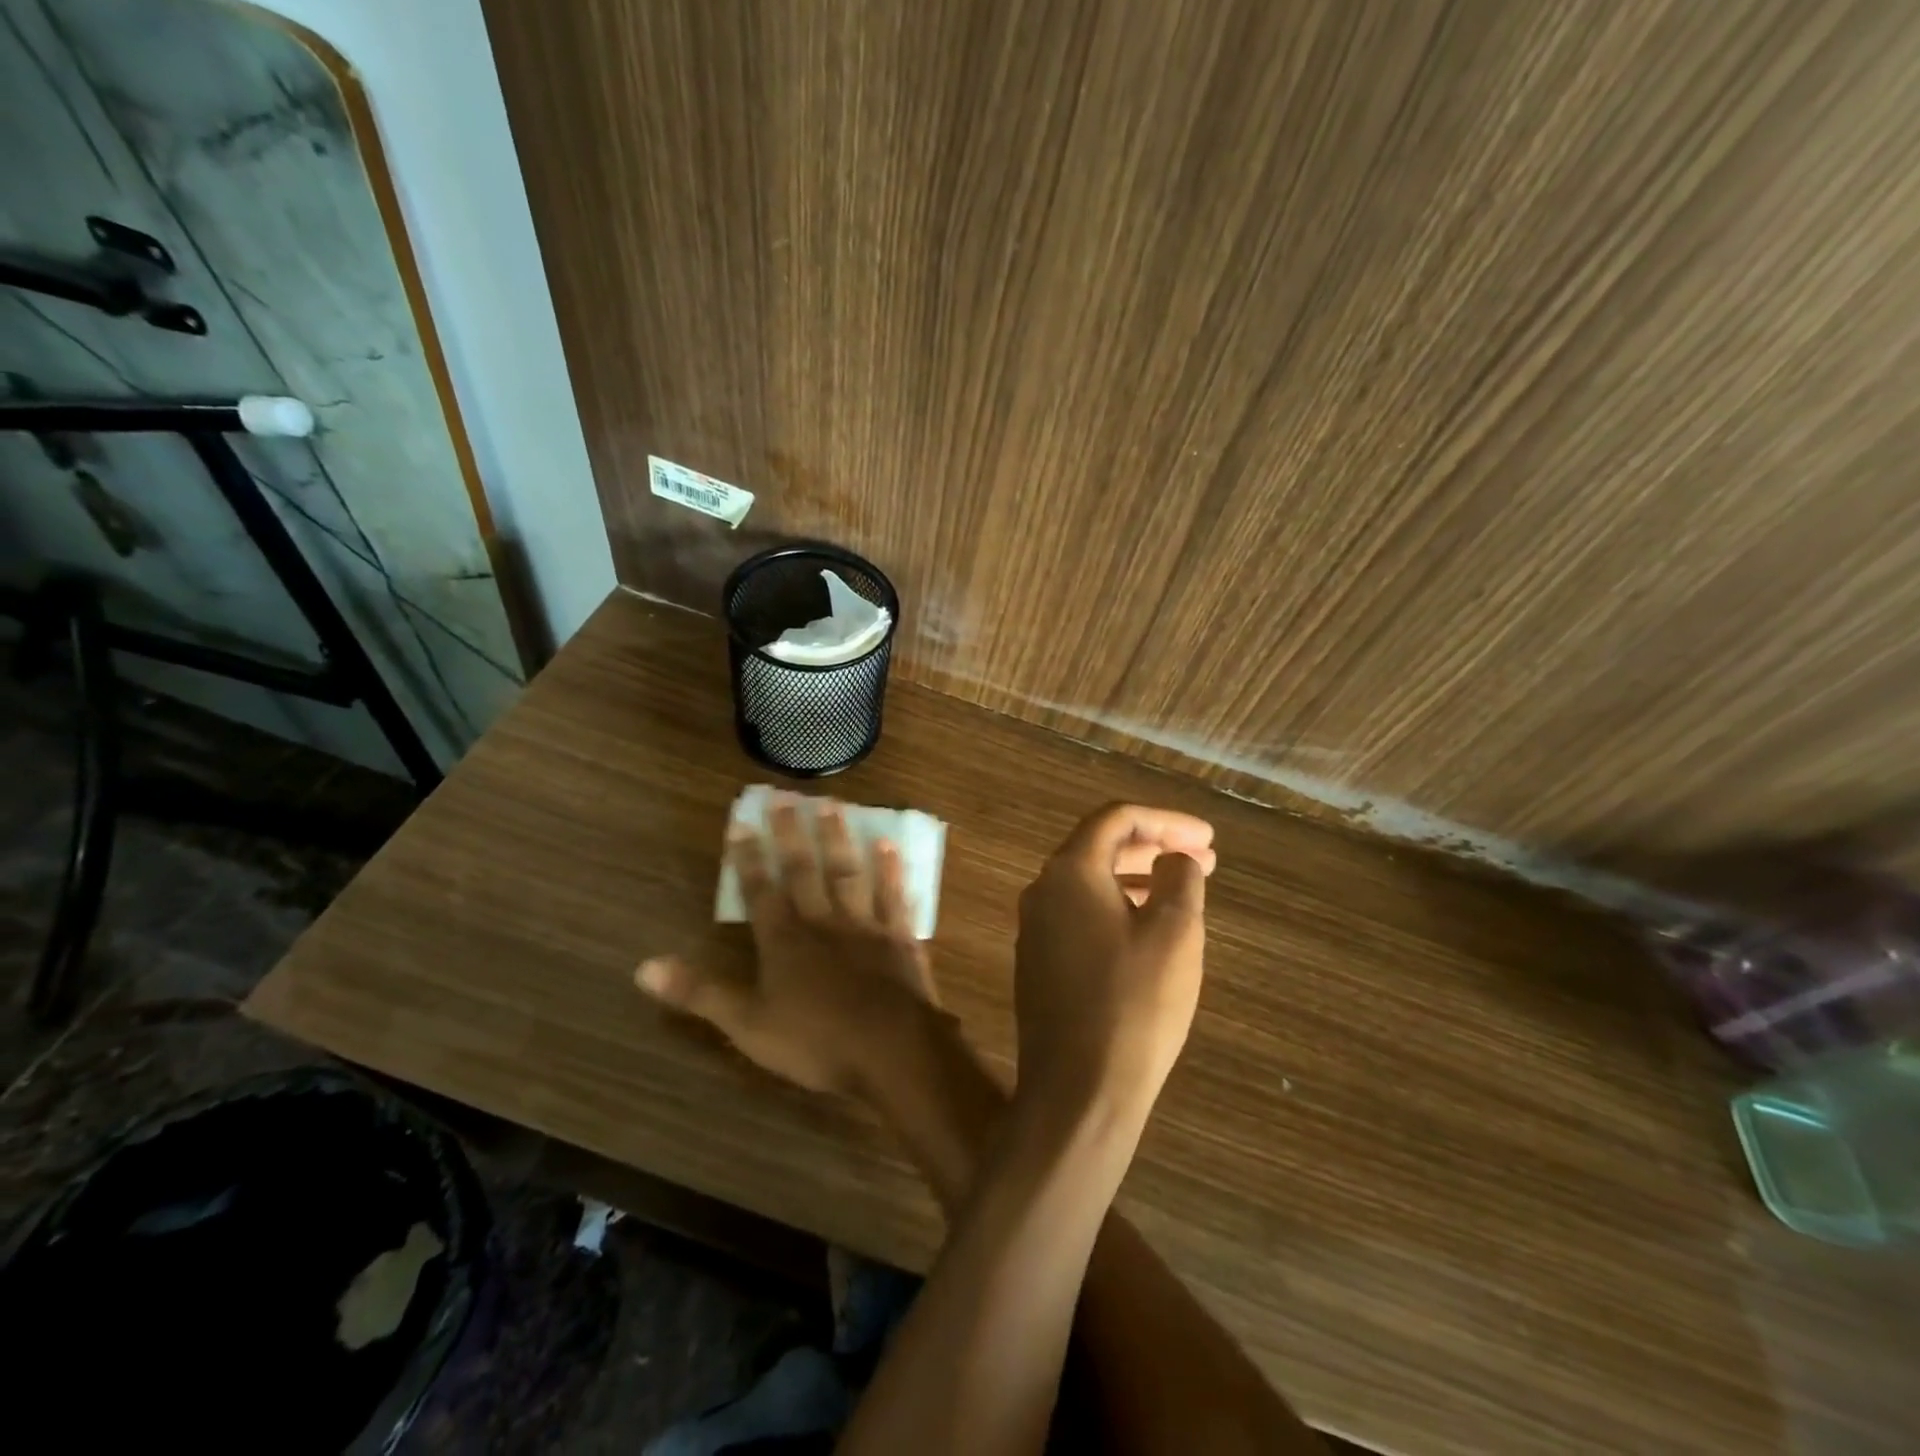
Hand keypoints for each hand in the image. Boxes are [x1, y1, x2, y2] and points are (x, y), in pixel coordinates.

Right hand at [636, 795, 934, 1096]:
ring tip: (833, 804)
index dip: (747, 858)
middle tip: (786, 795)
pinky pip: (894, 896)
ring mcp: (864, 925)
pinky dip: (892, 871)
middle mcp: (822, 922)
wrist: (890, 1049)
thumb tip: (644, 968)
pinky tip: (889, 845)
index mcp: (783, 941)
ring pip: (847, 873)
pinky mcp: (899, 936)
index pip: (759, 891)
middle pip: (803, 870)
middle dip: (791, 833)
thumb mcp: (746, 1025)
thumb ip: (699, 993)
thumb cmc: (815, 1042)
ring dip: (838, 839)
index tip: (741, 822)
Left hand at [1014, 803, 1214, 1120]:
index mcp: (1069, 872)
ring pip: (1090, 883)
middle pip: (1100, 847)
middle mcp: (1042, 890)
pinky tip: (1147, 930)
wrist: (1077, 1091)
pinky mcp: (1038, 963)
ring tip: (1183, 890)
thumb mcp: (1174, 933)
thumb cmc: (1133, 1005)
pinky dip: (1117, 908)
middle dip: (1154, 846)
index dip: (1167, 820)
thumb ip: (1178, 878)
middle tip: (1204, 859)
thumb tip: (1173, 857)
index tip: (1208, 838)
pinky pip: (1080, 915)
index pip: (1116, 818)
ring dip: (1137, 878)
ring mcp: (1034, 928)